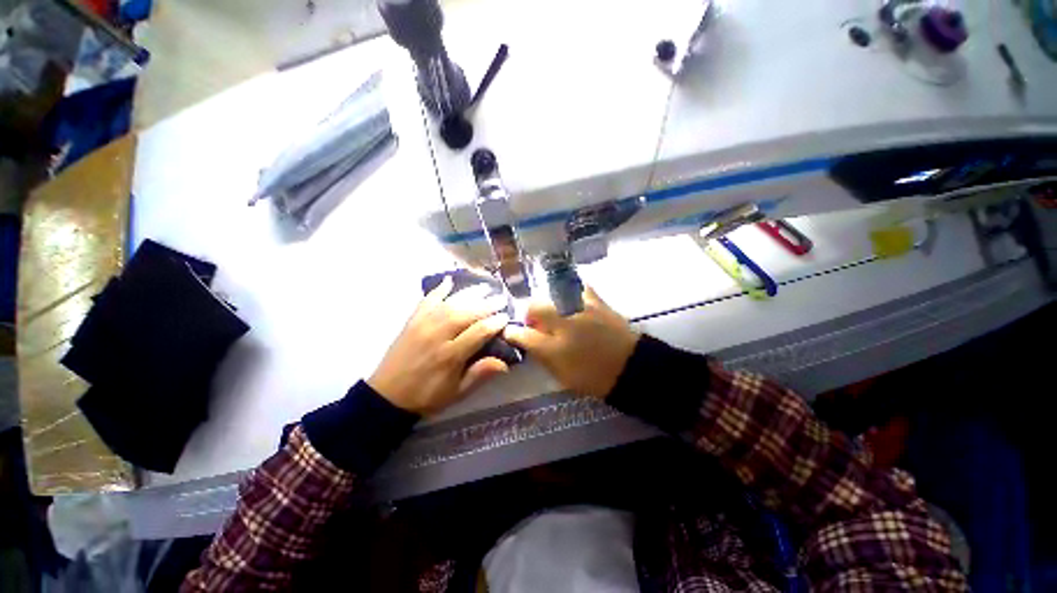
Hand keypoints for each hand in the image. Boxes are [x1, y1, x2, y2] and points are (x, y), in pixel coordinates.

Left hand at [368, 276, 509, 415]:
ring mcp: (422, 326)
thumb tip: (505, 363)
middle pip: (466, 314)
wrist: (386, 397)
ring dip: (469, 293)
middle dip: (486, 304)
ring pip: (450, 304)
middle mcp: (437, 336)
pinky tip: (449, 280)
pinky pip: (426, 301)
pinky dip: (438, 290)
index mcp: (450, 356)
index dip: (495, 323)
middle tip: (500, 297)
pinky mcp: (411, 322)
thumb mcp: (456, 393)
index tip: (506, 317)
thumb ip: (479, 375)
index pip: (479, 332)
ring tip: (484, 287)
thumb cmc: (426, 396)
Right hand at [503, 286, 638, 397]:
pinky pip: (578, 287)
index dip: (513, 332)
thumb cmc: (594, 378)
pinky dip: (571, 291)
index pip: (523, 335)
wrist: (631, 368)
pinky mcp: (597, 302)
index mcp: (555, 350)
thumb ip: (542, 357)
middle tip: (535, 321)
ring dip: (548, 303)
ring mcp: (581, 310)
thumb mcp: (563, 376)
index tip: (511, 331)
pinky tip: (570, 298)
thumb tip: (529, 342)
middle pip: (535, 307)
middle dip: (529, 313)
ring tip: (554, 311)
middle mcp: (564, 325)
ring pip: (553, 295)